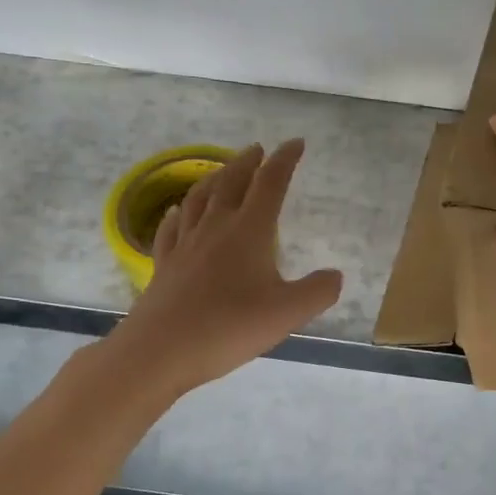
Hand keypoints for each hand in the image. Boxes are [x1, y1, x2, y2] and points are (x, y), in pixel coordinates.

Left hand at [105, 140, 342, 399]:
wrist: (160, 351)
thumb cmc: (229, 327)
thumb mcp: (288, 313)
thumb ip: (318, 291)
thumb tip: (336, 276)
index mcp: (249, 230)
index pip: (270, 183)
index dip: (285, 160)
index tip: (296, 143)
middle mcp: (215, 227)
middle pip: (231, 182)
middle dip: (248, 162)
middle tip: (258, 149)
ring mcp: (185, 244)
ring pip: (199, 198)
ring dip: (214, 178)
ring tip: (222, 170)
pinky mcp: (164, 264)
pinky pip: (171, 227)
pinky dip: (179, 212)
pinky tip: (178, 211)